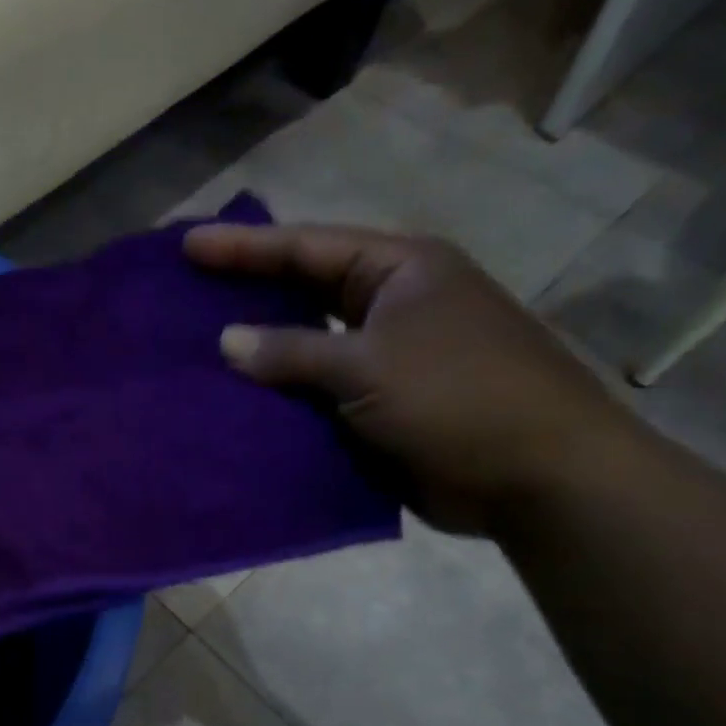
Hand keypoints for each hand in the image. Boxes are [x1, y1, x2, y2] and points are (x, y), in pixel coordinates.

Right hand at [185, 223, 642, 534]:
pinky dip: (283, 397)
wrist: (539, 479)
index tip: (188, 246)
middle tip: (186, 292)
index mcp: (399, 271)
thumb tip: (226, 341)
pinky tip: (237, 401)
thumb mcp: (368, 365)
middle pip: (304, 290)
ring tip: (197, 348)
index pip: (307, 247)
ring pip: (308, 345)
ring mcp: (388, 356)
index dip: (244, 247)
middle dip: (247, 292)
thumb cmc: (459, 399)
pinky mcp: (382, 404)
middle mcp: (392, 305)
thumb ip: (292, 351)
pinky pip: (319, 391)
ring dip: (261, 351)